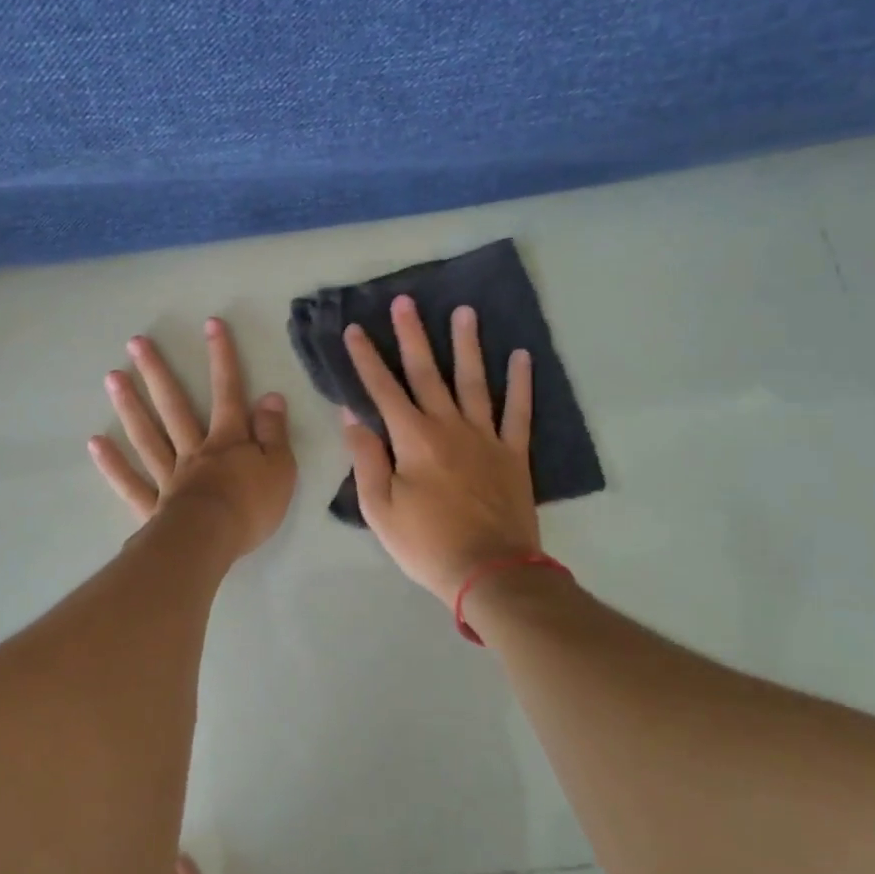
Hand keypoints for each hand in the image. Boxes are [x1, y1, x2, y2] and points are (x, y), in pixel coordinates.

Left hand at [89, 318, 296, 556]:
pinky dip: (113, 464)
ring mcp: (169, 477)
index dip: (222, 358)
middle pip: (174, 406)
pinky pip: (131, 482)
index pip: (227, 392)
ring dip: (130, 406)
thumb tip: (270, 396)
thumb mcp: (279, 467)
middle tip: (135, 343)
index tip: (211, 324)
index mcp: (227, 441)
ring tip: (112, 377)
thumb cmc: (250, 506)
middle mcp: (194, 450)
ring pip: (147, 436)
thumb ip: (273, 432)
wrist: (211, 543)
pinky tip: (96, 443)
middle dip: (157, 372)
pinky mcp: (152, 506)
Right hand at [341, 297, 538, 605]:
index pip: (383, 389)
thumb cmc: (425, 543)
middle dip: (412, 336)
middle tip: (406, 302)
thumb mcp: (379, 507)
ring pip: (474, 381)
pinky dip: (521, 383)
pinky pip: (519, 411)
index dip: (366, 358)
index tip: (354, 329)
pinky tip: (522, 356)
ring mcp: (486, 437)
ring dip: (468, 345)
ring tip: (465, 311)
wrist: (490, 572)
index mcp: (413, 439)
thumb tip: (351, 415)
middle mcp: (449, 426)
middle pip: (428, 373)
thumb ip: (367, 457)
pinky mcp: (513, 453)